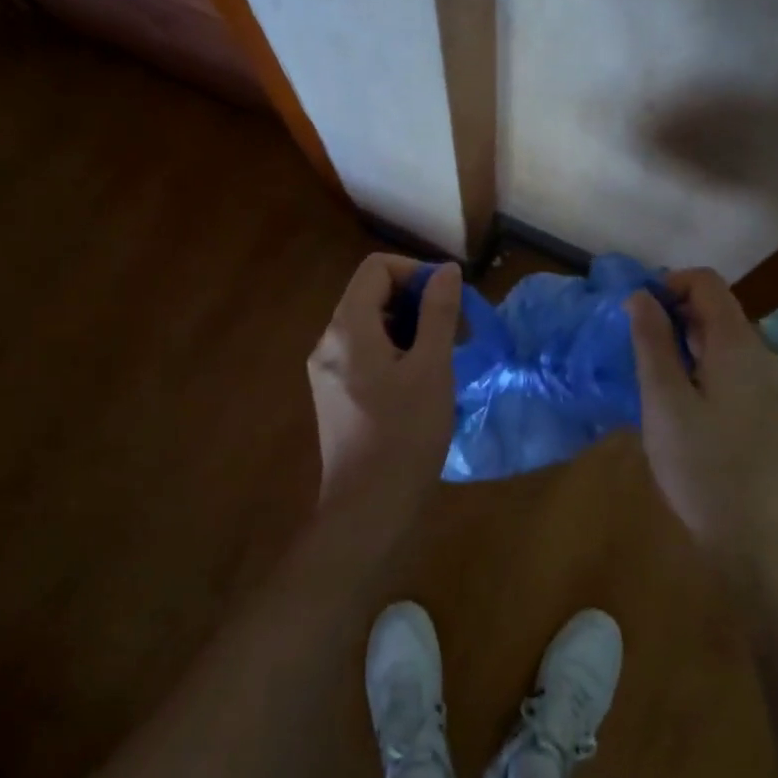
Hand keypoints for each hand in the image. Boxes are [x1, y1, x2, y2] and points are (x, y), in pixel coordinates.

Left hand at [307, 254, 460, 530]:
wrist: (366, 510)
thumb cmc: (404, 435)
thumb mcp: (432, 368)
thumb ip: (438, 313)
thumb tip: (445, 270)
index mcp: (348, 328)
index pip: (376, 268)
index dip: (415, 272)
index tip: (447, 299)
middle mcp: (328, 341)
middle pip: (371, 294)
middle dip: (415, 301)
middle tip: (451, 330)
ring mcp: (326, 370)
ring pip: (369, 324)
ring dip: (407, 327)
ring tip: (441, 357)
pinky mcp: (333, 394)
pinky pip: (363, 352)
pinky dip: (393, 351)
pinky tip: (419, 381)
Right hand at [628, 268, 777, 560]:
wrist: (754, 536)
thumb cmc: (702, 465)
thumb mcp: (664, 400)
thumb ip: (652, 342)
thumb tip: (639, 295)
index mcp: (737, 344)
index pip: (706, 282)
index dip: (668, 284)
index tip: (635, 313)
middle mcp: (758, 353)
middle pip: (715, 307)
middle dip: (672, 312)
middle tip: (635, 345)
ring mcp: (764, 381)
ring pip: (720, 336)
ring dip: (683, 339)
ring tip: (650, 372)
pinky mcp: (761, 405)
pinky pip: (728, 363)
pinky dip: (698, 362)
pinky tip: (676, 397)